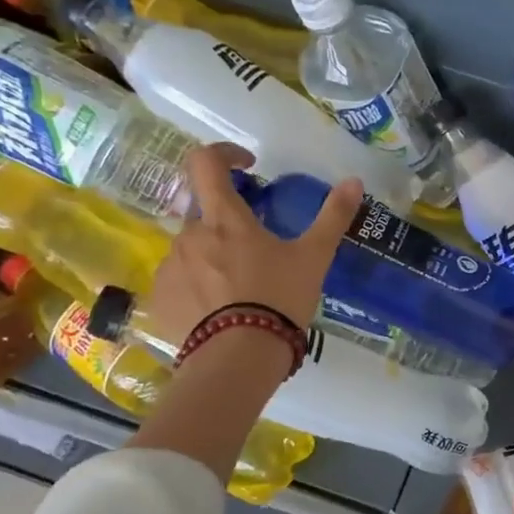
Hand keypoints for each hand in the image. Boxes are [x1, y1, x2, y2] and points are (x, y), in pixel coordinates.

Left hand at [142, 144, 362, 343]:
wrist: (238, 359)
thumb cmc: (279, 299)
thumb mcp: (314, 258)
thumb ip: (333, 217)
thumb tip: (354, 181)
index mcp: (225, 219)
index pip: (206, 162)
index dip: (224, 154)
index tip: (248, 166)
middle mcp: (189, 235)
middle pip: (203, 211)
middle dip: (228, 220)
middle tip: (256, 246)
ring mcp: (170, 267)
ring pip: (191, 248)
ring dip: (212, 255)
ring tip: (241, 287)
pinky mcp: (160, 299)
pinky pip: (178, 280)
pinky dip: (197, 286)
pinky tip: (219, 310)